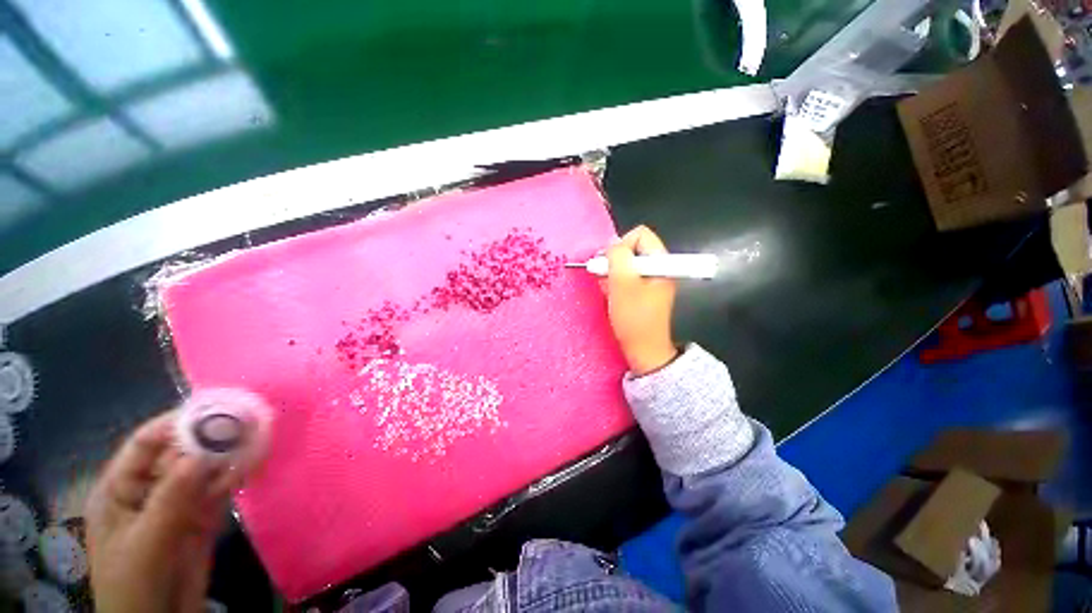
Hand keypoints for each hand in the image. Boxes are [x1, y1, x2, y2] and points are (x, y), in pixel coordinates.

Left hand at [85, 412, 241, 612]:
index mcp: (121, 490)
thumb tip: (201, 453)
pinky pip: (220, 489)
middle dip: (210, 436)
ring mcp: (178, 504)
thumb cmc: (135, 585)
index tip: (212, 409)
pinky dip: (237, 474)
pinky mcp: (202, 517)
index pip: (145, 445)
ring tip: (258, 433)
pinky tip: (256, 460)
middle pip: (180, 454)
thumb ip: (171, 499)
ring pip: (205, 470)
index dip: (175, 424)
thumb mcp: (147, 544)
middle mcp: (149, 490)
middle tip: (245, 419)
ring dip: (229, 453)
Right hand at [605, 226, 678, 375]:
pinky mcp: (643, 291)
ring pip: (625, 265)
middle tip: (606, 279)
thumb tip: (612, 243)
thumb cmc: (634, 317)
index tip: (610, 265)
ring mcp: (650, 280)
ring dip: (612, 275)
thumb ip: (617, 257)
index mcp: (660, 261)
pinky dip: (615, 284)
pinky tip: (611, 296)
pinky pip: (625, 278)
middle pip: (631, 249)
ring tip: (609, 291)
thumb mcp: (622, 284)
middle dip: (614, 262)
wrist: (644, 350)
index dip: (621, 246)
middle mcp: (657, 267)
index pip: (639, 235)